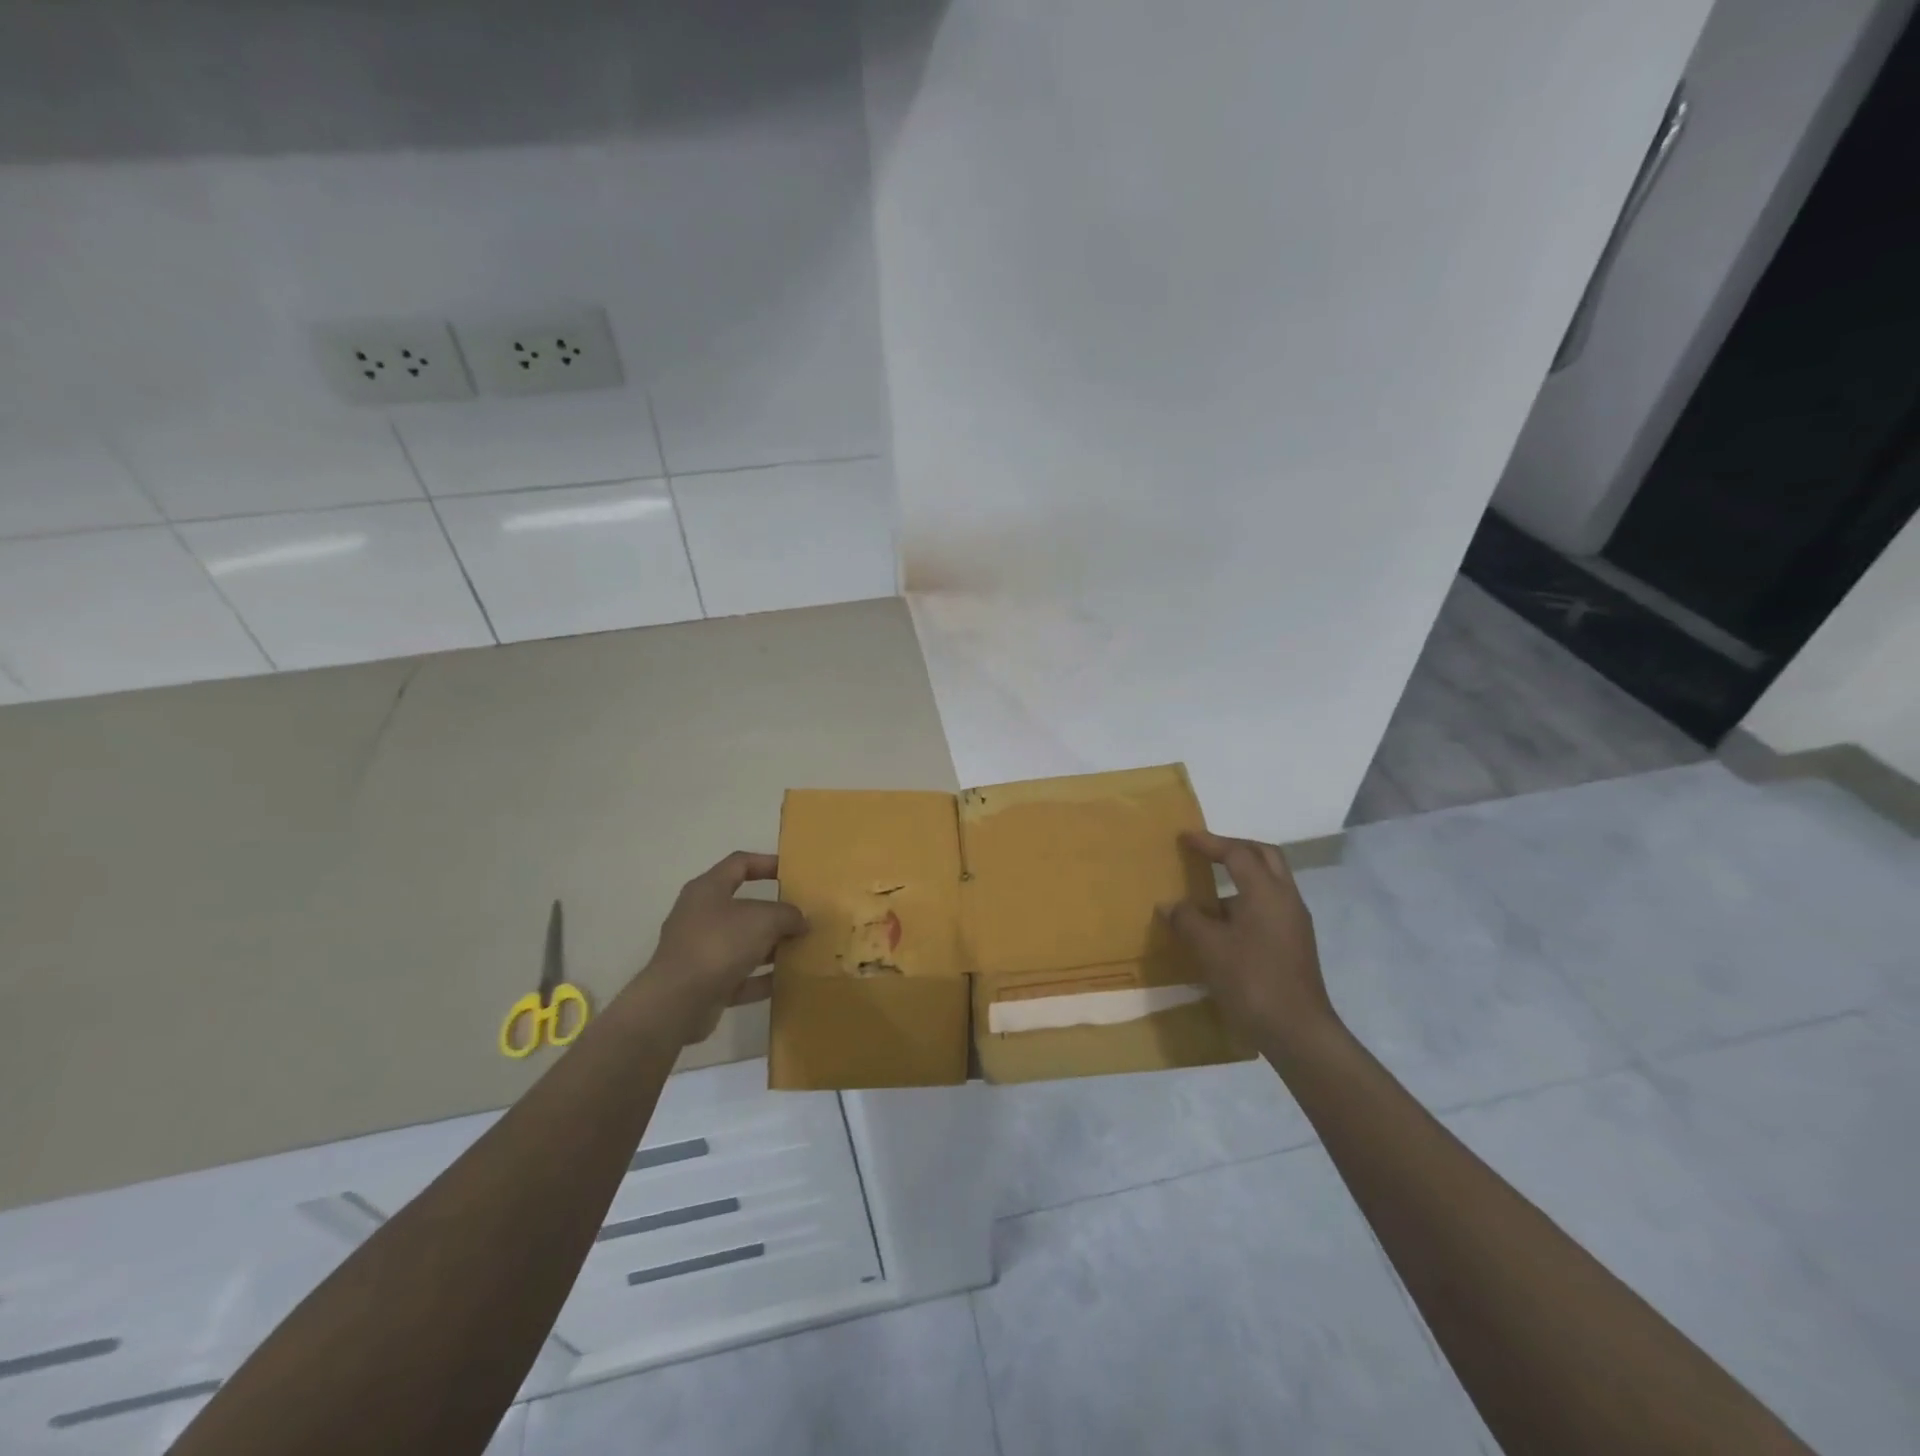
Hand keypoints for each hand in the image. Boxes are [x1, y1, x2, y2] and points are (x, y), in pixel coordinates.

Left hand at [642, 852, 806, 1042]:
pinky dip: (760, 978)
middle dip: (774, 912)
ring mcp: (699, 951)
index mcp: (708, 889)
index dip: (767, 863)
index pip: (739, 863)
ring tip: (801, 949)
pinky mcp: (702, 983)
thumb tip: (800, 921)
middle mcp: (700, 916)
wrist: (677, 1002)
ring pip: (742, 943)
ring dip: (770, 947)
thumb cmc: (719, 944)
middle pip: (742, 906)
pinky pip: (739, 975)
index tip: (793, 872)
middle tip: (802, 916)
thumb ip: (788, 915)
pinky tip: (786, 982)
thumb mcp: (764, 919)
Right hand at [1162, 831, 1339, 1053]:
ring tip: (1208, 888)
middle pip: (1264, 856)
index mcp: (1266, 892)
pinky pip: (1269, 905)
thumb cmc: (1251, 981)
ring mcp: (1294, 922)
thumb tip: (1171, 905)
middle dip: (1235, 848)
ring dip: (1241, 876)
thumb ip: (1187, 920)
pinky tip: (1223, 922)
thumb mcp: (1209, 948)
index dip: (1209, 843)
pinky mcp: (1295, 943)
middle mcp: (1286, 899)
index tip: (1184, 837)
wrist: (1297, 1032)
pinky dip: (1246, 900)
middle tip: (1206, 850)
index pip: (1237, 853)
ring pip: (1269, 882)